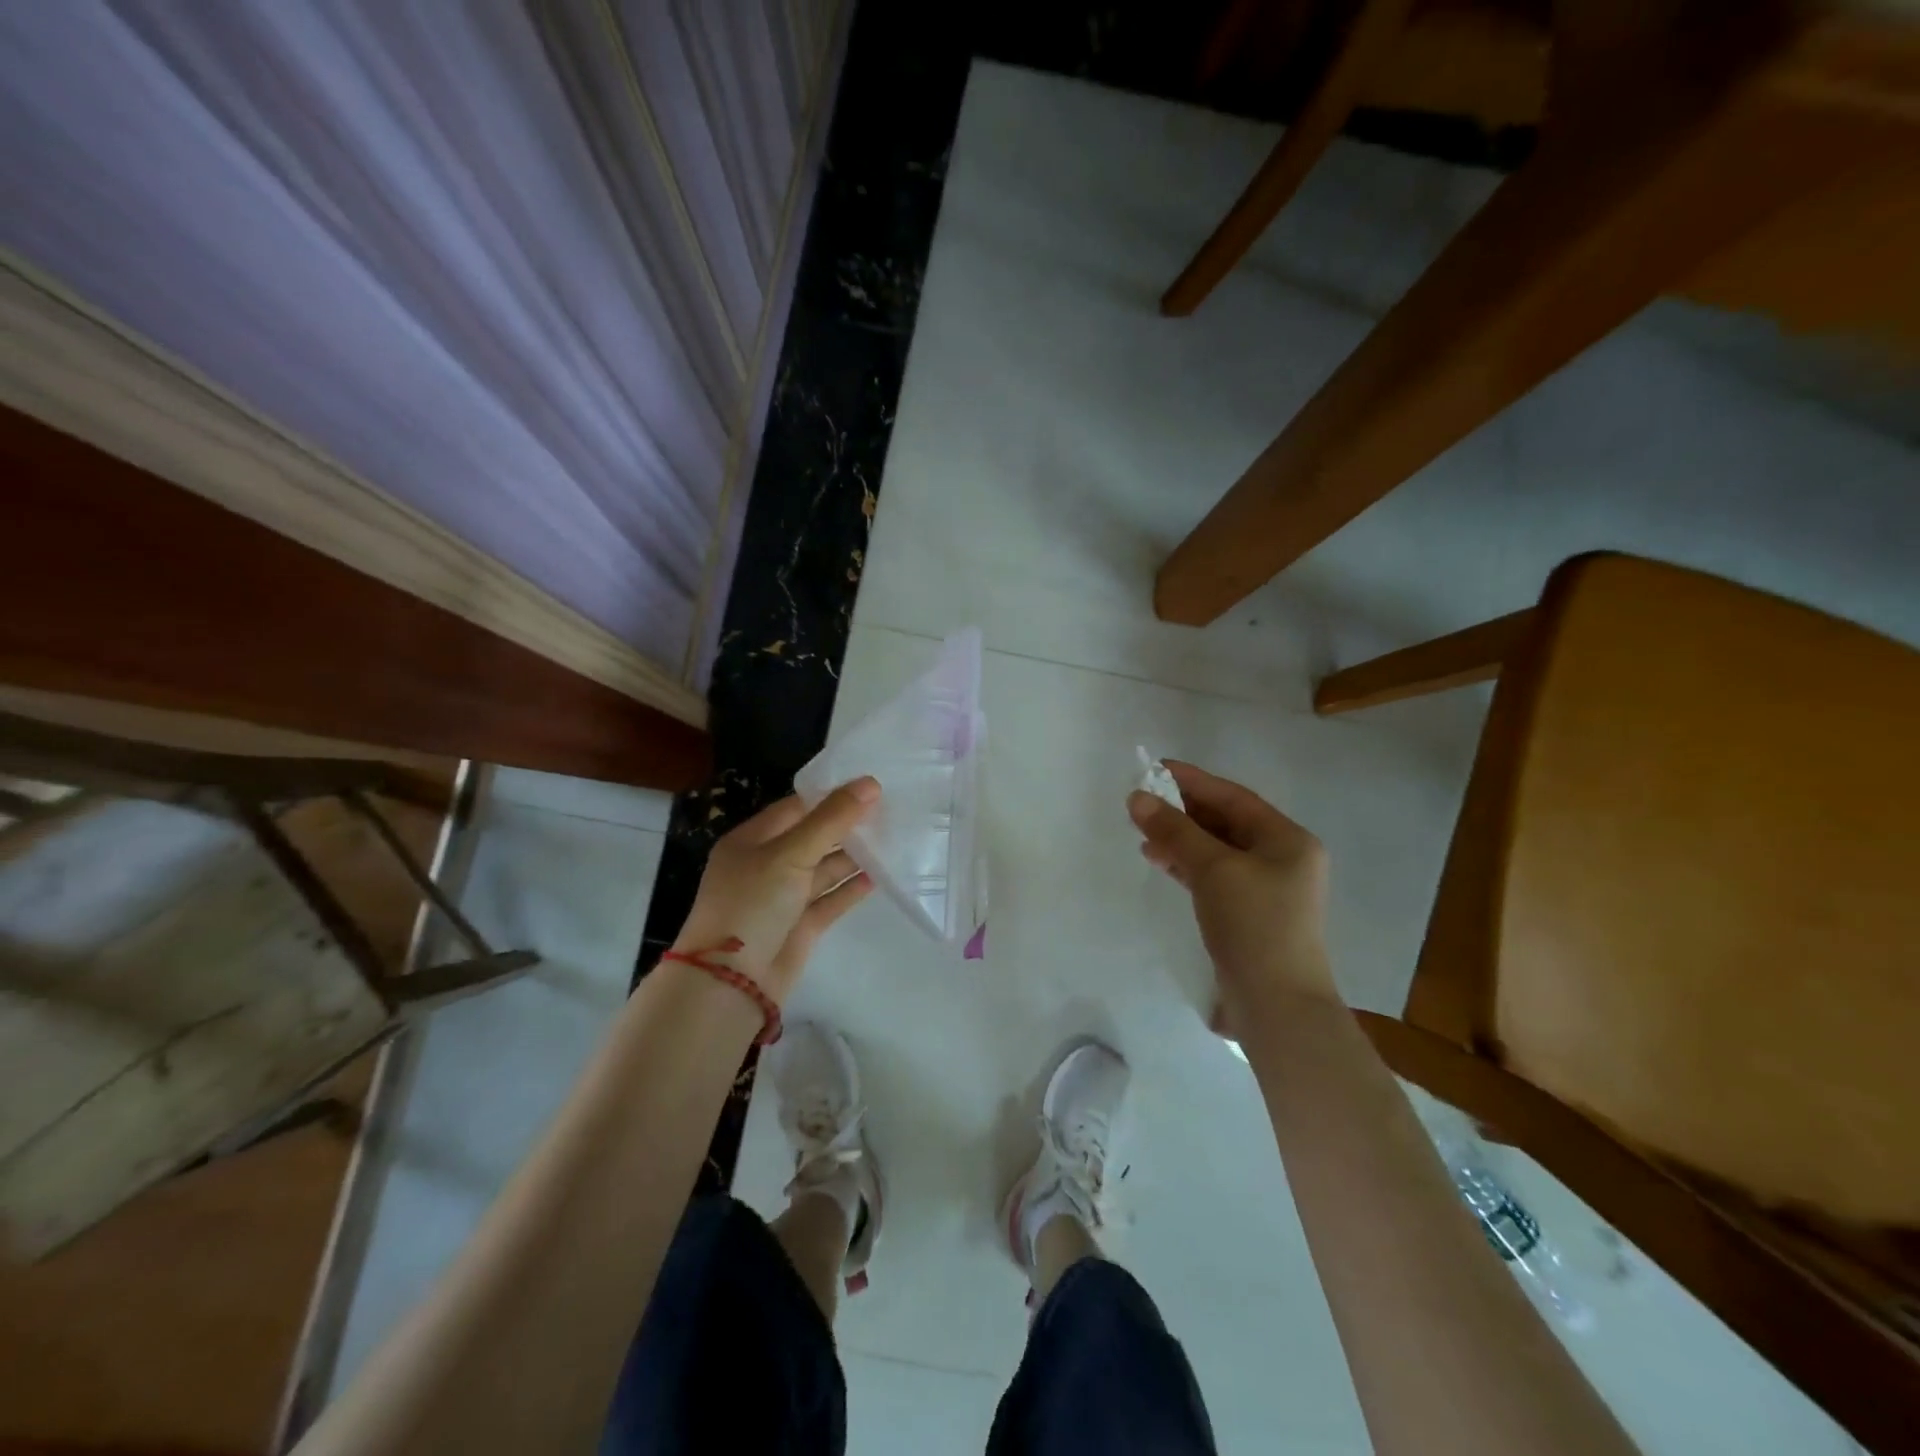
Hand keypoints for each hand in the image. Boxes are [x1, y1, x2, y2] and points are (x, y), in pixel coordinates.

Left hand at [672, 778, 879, 1002]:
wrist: (732, 983)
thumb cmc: (752, 904)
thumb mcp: (790, 853)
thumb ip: (831, 819)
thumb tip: (870, 783)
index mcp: (752, 840)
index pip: (796, 808)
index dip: (831, 796)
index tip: (870, 786)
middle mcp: (767, 865)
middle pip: (813, 837)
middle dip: (846, 825)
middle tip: (890, 810)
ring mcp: (783, 897)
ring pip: (823, 869)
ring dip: (853, 856)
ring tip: (893, 839)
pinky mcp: (800, 926)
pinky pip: (830, 899)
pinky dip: (851, 888)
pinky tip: (879, 876)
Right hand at [1127, 761, 1337, 1031]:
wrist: (1277, 1006)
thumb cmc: (1254, 925)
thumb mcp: (1213, 869)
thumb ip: (1175, 830)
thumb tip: (1137, 797)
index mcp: (1288, 840)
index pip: (1234, 798)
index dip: (1193, 781)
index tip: (1155, 768)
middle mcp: (1283, 859)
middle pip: (1226, 822)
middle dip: (1183, 811)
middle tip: (1143, 801)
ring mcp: (1268, 890)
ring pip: (1217, 850)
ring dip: (1181, 838)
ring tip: (1144, 833)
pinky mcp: (1250, 915)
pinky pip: (1214, 876)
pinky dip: (1187, 865)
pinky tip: (1160, 861)